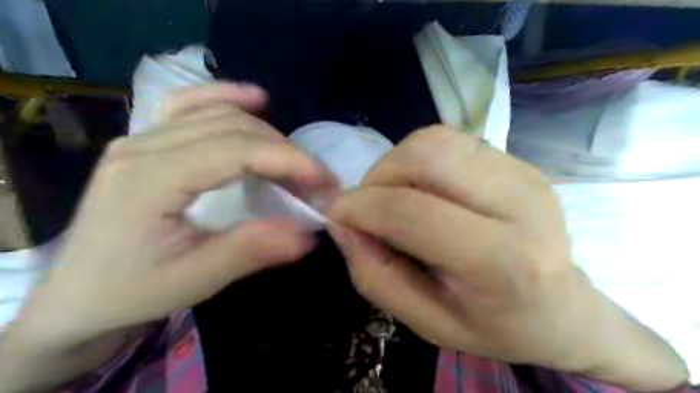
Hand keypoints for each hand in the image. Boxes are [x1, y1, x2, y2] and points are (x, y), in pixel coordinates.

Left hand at [21, 83, 337, 343]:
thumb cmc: (132, 291)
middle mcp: (141, 146)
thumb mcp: (195, 279)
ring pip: (218, 114)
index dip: (287, 159)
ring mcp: (140, 137)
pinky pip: (191, 105)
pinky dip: (227, 99)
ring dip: (266, 133)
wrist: (79, 295)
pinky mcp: (146, 141)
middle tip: (314, 182)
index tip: (324, 179)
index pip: (234, 150)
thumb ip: (251, 250)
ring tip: (294, 162)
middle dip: (284, 151)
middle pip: (232, 128)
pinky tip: (254, 99)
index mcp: (149, 180)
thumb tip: (307, 233)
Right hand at [328, 126, 687, 389]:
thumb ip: (375, 274)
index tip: (337, 214)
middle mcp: (520, 204)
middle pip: (427, 155)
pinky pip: (452, 142)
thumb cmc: (494, 325)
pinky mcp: (520, 162)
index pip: (413, 212)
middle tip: (369, 205)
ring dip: (397, 164)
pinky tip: (424, 189)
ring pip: (436, 140)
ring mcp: (524, 174)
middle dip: (379, 175)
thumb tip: (341, 224)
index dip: (362, 207)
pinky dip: (420, 160)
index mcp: (503, 261)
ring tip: (394, 196)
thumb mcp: (426, 321)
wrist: (562, 309)